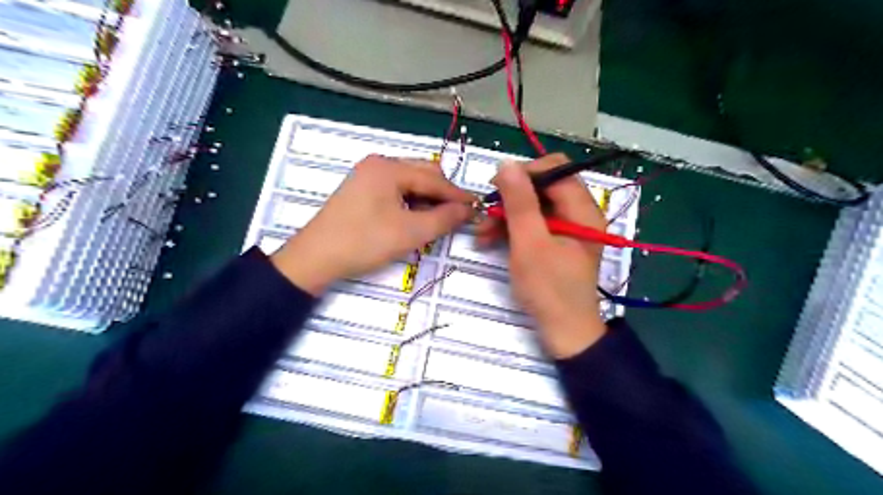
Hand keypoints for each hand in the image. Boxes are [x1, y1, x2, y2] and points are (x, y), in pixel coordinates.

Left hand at [274, 154, 475, 293]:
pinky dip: (410, 203)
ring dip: (426, 200)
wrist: (315, 258)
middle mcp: (378, 164)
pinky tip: (414, 218)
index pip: (434, 179)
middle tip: (457, 217)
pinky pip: (395, 190)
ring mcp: (367, 176)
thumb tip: (468, 209)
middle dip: (442, 196)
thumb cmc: (364, 242)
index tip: (478, 207)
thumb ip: (444, 218)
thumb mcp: (411, 232)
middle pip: (422, 175)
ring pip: (410, 183)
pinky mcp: (361, 190)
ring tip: (436, 221)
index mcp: (389, 168)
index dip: (458, 195)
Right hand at [477, 154, 608, 357]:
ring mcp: (567, 228)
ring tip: (482, 233)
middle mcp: (579, 213)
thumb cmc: (549, 289)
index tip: (496, 189)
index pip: (555, 170)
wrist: (564, 332)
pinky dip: (512, 229)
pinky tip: (490, 240)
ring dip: (507, 215)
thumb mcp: (530, 244)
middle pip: (543, 187)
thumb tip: (507, 164)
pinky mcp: (556, 242)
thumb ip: (520, 202)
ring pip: (534, 206)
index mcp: (582, 210)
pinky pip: (533, 224)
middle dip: (511, 198)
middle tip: (486, 213)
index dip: (524, 173)